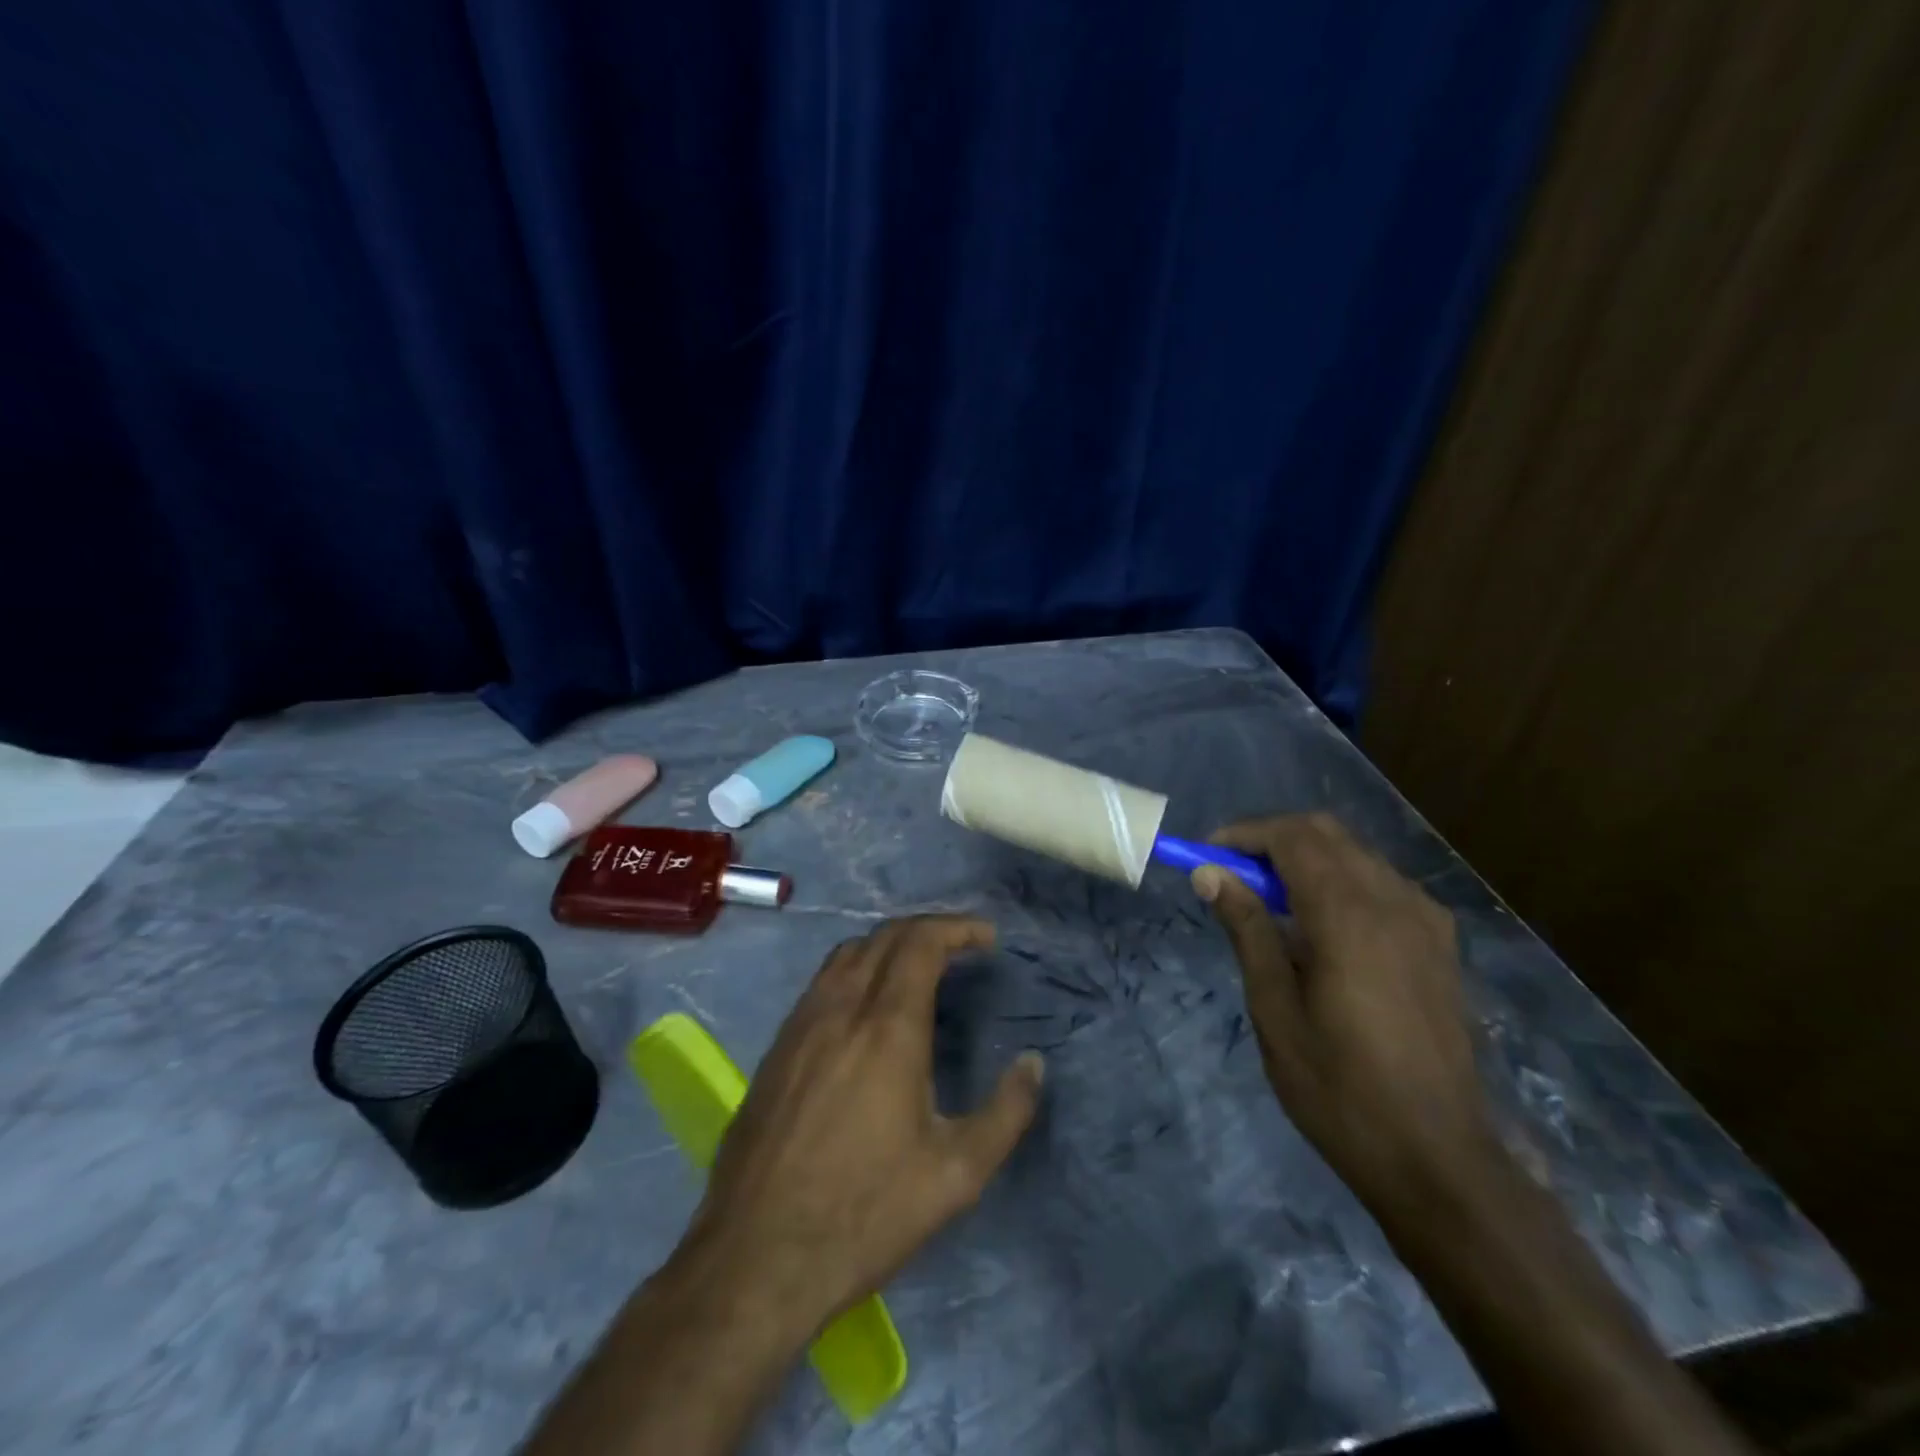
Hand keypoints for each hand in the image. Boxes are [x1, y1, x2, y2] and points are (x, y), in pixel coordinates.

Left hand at [685, 916, 1045, 1337]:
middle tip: (961, 947)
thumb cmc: (864, 1214)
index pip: (920, 942)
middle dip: (928, 929)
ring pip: (847, 954)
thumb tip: (1033, 1064)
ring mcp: (800, 1025)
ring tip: (919, 967)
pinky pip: (821, 983)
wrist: (754, 1259)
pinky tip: (866, 1008)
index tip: (987, 938)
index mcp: (887, 1027)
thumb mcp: (956, 1175)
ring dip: (888, 945)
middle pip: (884, 936)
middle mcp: (840, 1008)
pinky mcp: (776, 1049)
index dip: (957, 928)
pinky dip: (856, 970)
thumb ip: (1006, 1113)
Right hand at [1193, 813, 1496, 1214]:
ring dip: (1307, 859)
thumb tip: (1210, 874)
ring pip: (1356, 854)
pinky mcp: (1440, 944)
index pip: (1291, 837)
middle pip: (1326, 834)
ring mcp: (1425, 921)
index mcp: (1348, 915)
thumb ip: (1247, 929)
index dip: (1243, 835)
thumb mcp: (1275, 1008)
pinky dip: (1342, 881)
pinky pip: (1383, 883)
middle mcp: (1393, 901)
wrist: (1439, 1158)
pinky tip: (1323, 927)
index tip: (1206, 855)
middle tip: (1233, 875)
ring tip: (1269, 902)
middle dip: (1273, 840)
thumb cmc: (1339, 1087)